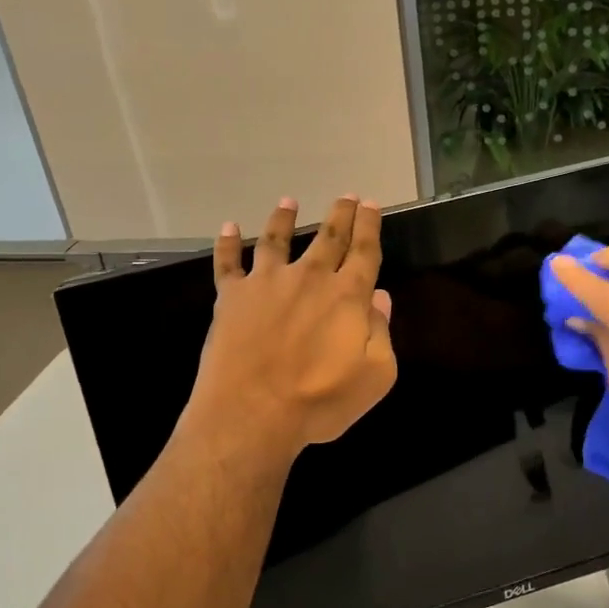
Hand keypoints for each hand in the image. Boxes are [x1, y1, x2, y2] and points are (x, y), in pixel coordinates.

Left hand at [183, 196, 397, 463]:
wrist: (253, 412)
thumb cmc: (319, 401)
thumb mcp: (374, 376)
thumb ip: (381, 332)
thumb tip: (379, 297)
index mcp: (347, 296)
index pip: (364, 251)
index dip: (370, 226)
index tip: (371, 205)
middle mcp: (308, 278)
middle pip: (328, 237)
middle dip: (340, 214)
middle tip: (346, 196)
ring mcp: (267, 283)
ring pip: (276, 239)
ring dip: (284, 218)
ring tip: (288, 201)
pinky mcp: (232, 296)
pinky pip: (228, 262)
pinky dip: (228, 243)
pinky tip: (228, 227)